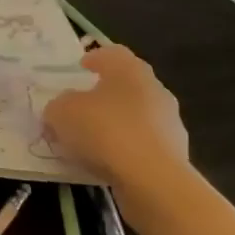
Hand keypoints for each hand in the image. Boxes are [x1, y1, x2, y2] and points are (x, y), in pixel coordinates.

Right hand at [44, 46, 194, 221]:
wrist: (152, 180)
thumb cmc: (104, 130)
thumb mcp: (62, 112)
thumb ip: (58, 106)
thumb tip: (62, 108)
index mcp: (129, 69)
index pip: (113, 53)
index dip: (95, 58)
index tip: (81, 68)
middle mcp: (154, 89)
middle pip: (127, 84)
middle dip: (105, 93)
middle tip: (82, 105)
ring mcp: (169, 122)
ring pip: (137, 115)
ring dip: (117, 123)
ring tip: (92, 140)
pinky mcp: (175, 154)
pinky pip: (143, 144)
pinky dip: (127, 149)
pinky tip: (108, 163)